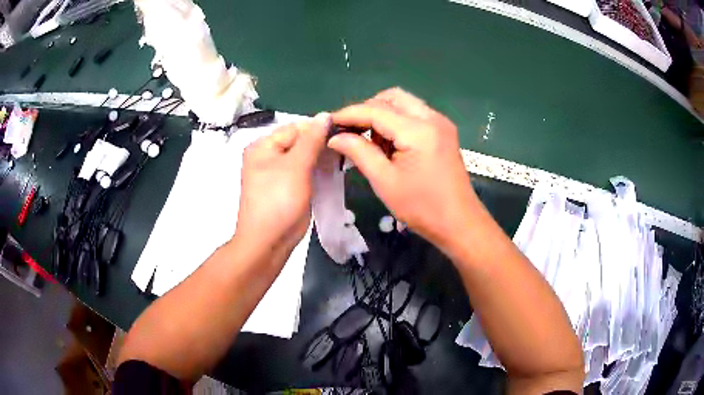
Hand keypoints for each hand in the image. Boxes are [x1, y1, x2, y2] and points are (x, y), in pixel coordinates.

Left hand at [236, 113, 330, 261]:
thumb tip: (325, 115)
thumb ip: (311, 140)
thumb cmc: (279, 200)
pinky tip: (333, 170)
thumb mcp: (296, 166)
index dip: (318, 129)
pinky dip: (316, 170)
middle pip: (299, 142)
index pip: (295, 128)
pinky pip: (303, 172)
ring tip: (342, 159)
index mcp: (263, 146)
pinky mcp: (286, 187)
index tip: (344, 133)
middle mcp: (268, 156)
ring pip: (303, 157)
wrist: (268, 241)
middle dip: (320, 144)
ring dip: (320, 158)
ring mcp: (277, 173)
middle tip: (346, 148)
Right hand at [328, 88, 475, 249]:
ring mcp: (441, 123)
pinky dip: (397, 122)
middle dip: (367, 109)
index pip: (376, 110)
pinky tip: (389, 144)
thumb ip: (359, 152)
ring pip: (404, 104)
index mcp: (418, 130)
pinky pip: (414, 115)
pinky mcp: (443, 132)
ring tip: (370, 142)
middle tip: (351, 131)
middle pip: (392, 97)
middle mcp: (432, 118)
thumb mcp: (385, 181)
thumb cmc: (422, 208)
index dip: (349, 114)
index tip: (329, 122)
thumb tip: (335, 137)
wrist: (459, 223)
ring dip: (382, 115)